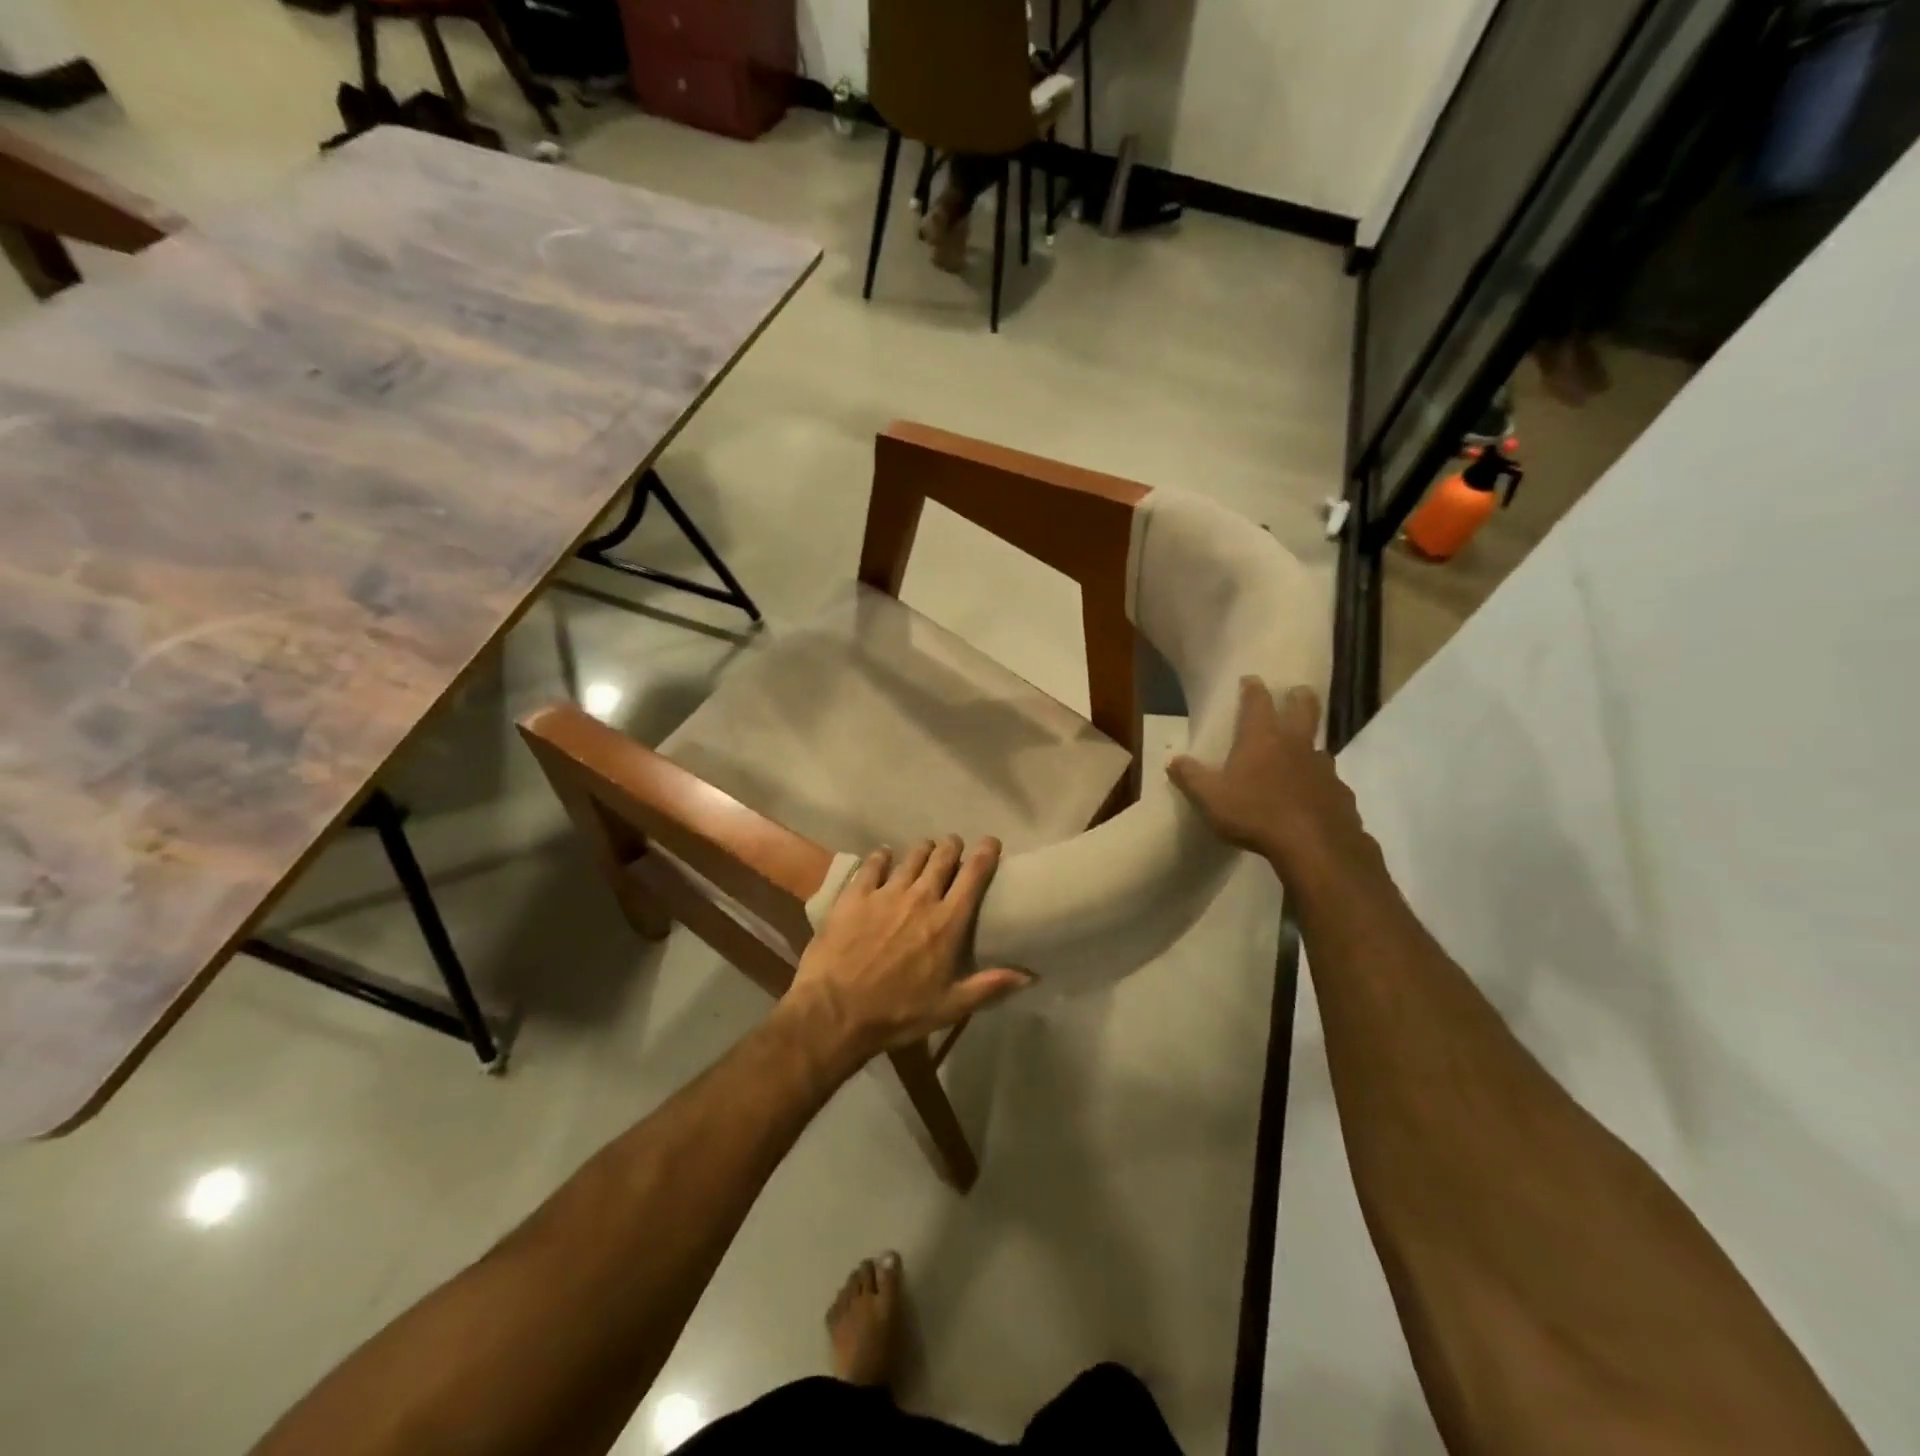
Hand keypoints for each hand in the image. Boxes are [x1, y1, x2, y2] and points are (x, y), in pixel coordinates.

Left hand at [785, 836, 1031, 1064]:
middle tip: (954, 846)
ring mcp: (886, 893)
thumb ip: (990, 986)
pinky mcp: (855, 895)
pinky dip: (882, 857)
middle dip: (952, 846)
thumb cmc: (898, 1012)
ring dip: (922, 850)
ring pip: (911, 856)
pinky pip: (873, 864)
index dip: (986, 853)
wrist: (836, 1011)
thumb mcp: (950, 1008)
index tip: (991, 842)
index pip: (974, 875)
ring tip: (925, 849)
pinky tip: (884, 856)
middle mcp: (921, 897)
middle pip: (942, 857)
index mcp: (948, 922)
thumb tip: (1030, 976)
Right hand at [1167, 677, 1377, 891]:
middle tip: (1297, 692)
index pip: (1257, 703)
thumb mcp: (1210, 799)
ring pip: (1318, 747)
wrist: (1315, 846)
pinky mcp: (1340, 793)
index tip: (1250, 679)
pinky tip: (1312, 797)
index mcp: (1262, 739)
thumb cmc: (1255, 814)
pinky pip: (1329, 782)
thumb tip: (1172, 760)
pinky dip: (1320, 783)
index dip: (1253, 689)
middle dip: (1299, 698)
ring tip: (1302, 753)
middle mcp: (1296, 745)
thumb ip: (1190, 777)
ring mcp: (1323, 768)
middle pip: (1304, 710)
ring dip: (1310, 744)